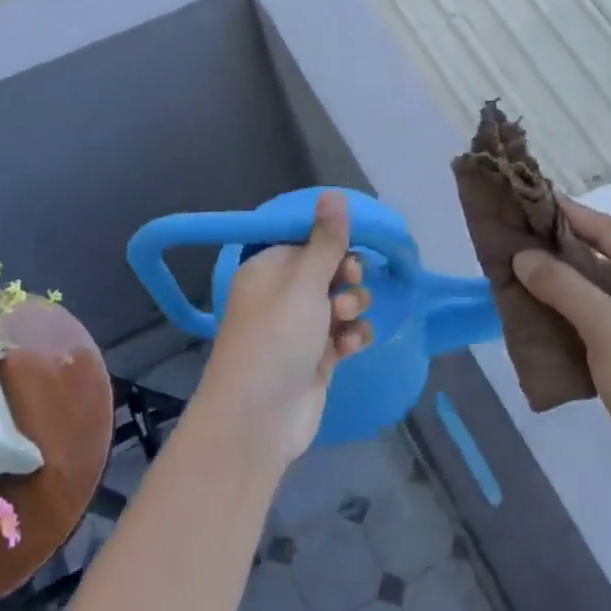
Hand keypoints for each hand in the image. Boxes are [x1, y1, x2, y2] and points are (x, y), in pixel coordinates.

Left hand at [192, 192, 373, 473]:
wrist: (259, 417)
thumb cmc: (277, 338)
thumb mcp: (303, 282)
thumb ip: (326, 240)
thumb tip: (333, 193)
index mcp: (268, 269)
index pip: (307, 242)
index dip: (332, 245)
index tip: (349, 252)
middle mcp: (282, 295)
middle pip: (329, 271)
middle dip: (347, 279)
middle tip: (347, 290)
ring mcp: (300, 329)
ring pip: (341, 303)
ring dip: (352, 309)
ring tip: (345, 323)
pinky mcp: (316, 358)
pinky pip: (344, 334)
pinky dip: (350, 337)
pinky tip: (349, 347)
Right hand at [512, 197, 610, 506]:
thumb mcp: (609, 333)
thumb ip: (565, 288)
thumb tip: (524, 256)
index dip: (571, 214)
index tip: (530, 197)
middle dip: (566, 244)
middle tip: (520, 231)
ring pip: (607, 285)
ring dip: (569, 276)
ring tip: (523, 264)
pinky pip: (608, 311)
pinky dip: (577, 305)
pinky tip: (545, 305)